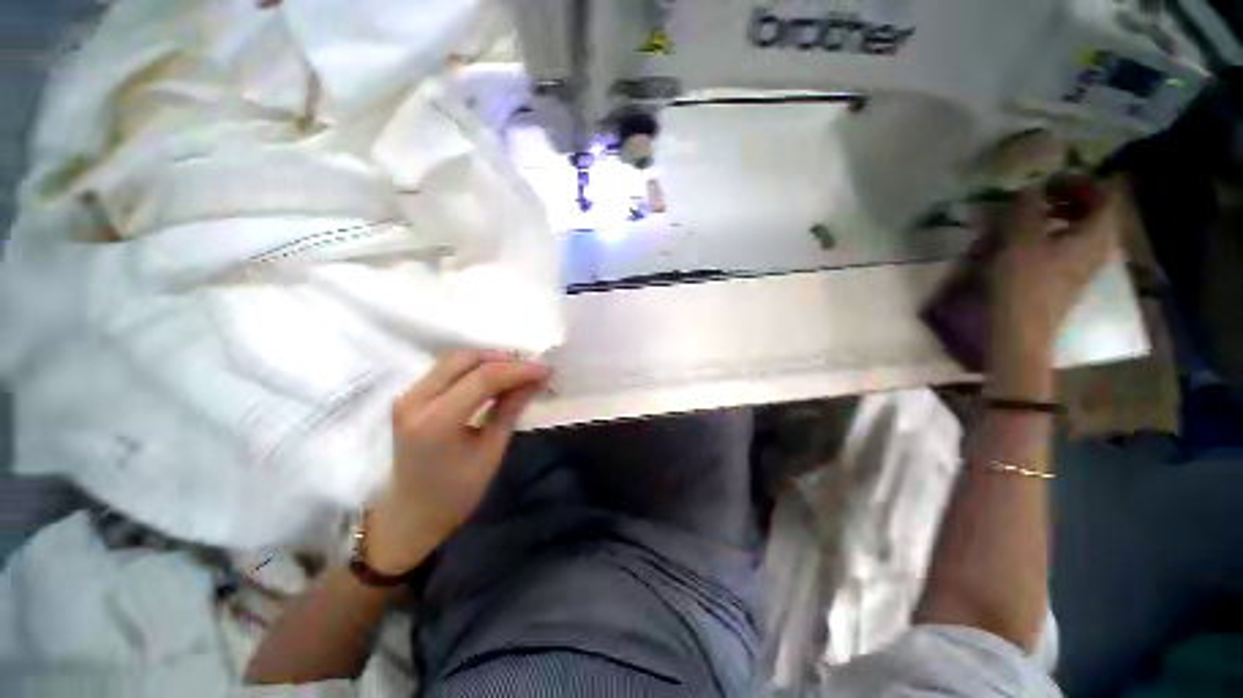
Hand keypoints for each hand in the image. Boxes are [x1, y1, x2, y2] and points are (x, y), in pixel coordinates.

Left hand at [366, 351, 550, 574]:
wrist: (411, 514)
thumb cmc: (456, 492)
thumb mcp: (491, 452)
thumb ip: (511, 409)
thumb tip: (536, 380)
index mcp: (436, 422)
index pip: (482, 379)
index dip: (518, 370)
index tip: (545, 369)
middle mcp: (415, 401)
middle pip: (464, 359)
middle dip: (503, 359)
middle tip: (531, 369)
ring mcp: (407, 396)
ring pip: (454, 358)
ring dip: (488, 360)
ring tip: (517, 371)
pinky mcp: (409, 396)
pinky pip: (446, 368)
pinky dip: (474, 367)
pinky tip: (494, 376)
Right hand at [988, 181, 1119, 398]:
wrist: (1020, 331)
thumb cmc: (1024, 282)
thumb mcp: (1021, 239)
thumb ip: (1028, 208)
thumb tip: (1032, 186)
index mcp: (1097, 233)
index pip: (1105, 194)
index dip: (1082, 181)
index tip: (1053, 177)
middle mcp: (1099, 247)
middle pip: (1096, 211)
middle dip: (1070, 197)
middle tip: (1040, 194)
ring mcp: (1085, 266)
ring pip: (1082, 230)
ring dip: (1059, 216)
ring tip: (1030, 216)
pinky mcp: (1069, 279)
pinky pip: (1070, 246)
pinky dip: (1054, 235)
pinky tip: (1029, 241)